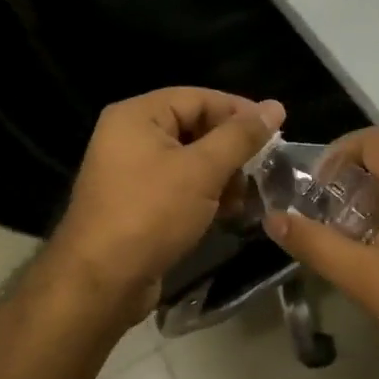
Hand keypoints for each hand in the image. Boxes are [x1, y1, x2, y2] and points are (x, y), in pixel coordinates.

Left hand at [50, 88, 285, 320]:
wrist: (102, 281)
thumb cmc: (152, 214)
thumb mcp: (203, 170)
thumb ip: (240, 136)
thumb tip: (275, 106)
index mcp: (137, 116)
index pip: (198, 97)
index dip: (239, 111)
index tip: (276, 132)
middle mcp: (129, 137)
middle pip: (194, 127)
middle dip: (231, 149)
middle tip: (263, 169)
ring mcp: (131, 173)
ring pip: (189, 161)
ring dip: (222, 176)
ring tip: (245, 198)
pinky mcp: (137, 204)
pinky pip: (178, 187)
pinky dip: (204, 195)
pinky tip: (228, 213)